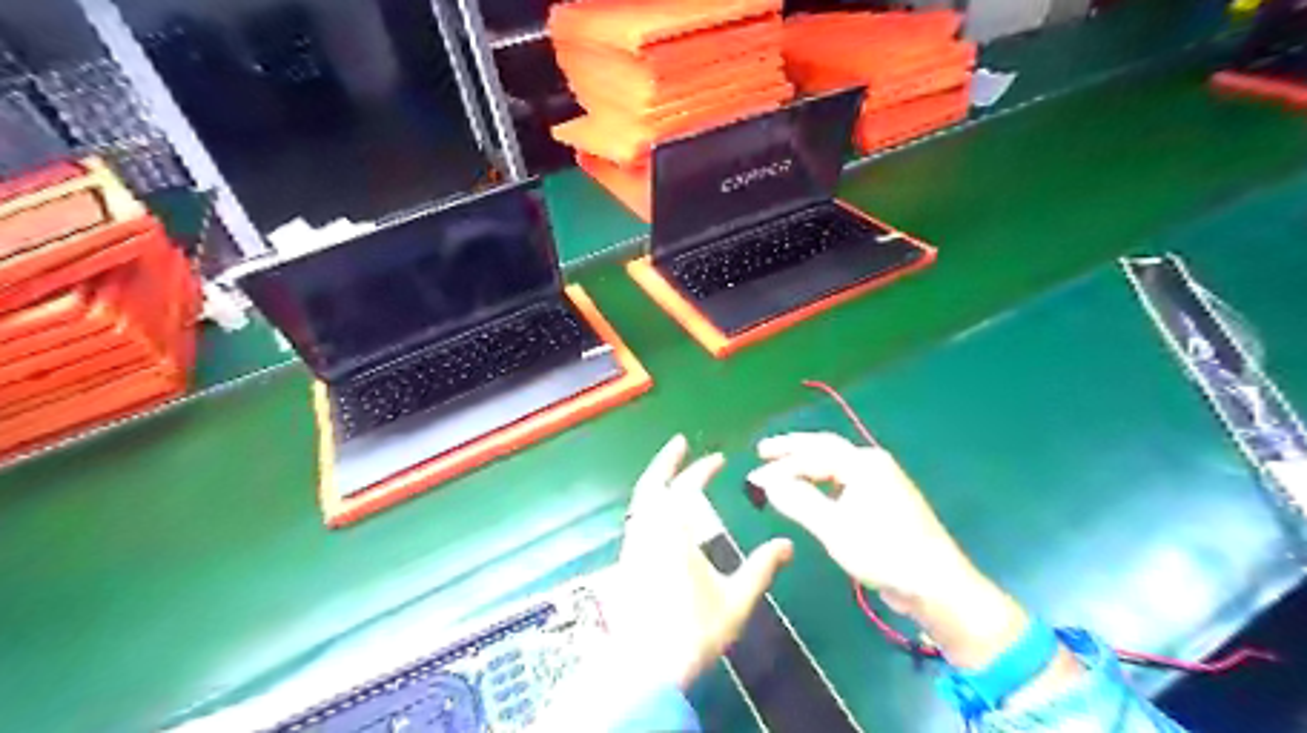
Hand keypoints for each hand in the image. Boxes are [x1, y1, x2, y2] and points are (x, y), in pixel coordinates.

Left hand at [607, 434, 789, 686]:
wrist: (648, 667)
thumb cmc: (694, 631)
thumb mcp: (735, 600)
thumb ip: (761, 568)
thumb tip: (787, 544)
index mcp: (672, 532)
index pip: (686, 488)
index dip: (701, 469)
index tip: (718, 459)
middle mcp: (647, 531)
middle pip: (651, 484)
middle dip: (665, 460)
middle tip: (679, 442)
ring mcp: (633, 546)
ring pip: (640, 502)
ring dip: (655, 481)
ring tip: (672, 473)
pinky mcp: (626, 563)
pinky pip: (637, 519)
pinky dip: (649, 503)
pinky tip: (661, 513)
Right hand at [745, 436, 1031, 669]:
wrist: (936, 585)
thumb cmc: (884, 552)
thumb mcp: (834, 528)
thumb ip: (799, 501)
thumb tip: (768, 483)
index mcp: (863, 464)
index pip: (813, 454)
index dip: (781, 465)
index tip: (754, 477)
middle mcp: (873, 464)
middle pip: (825, 448)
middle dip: (792, 449)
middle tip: (762, 451)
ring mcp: (882, 482)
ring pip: (835, 465)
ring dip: (806, 466)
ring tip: (780, 470)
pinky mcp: (885, 501)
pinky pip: (845, 481)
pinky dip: (821, 482)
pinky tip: (811, 491)